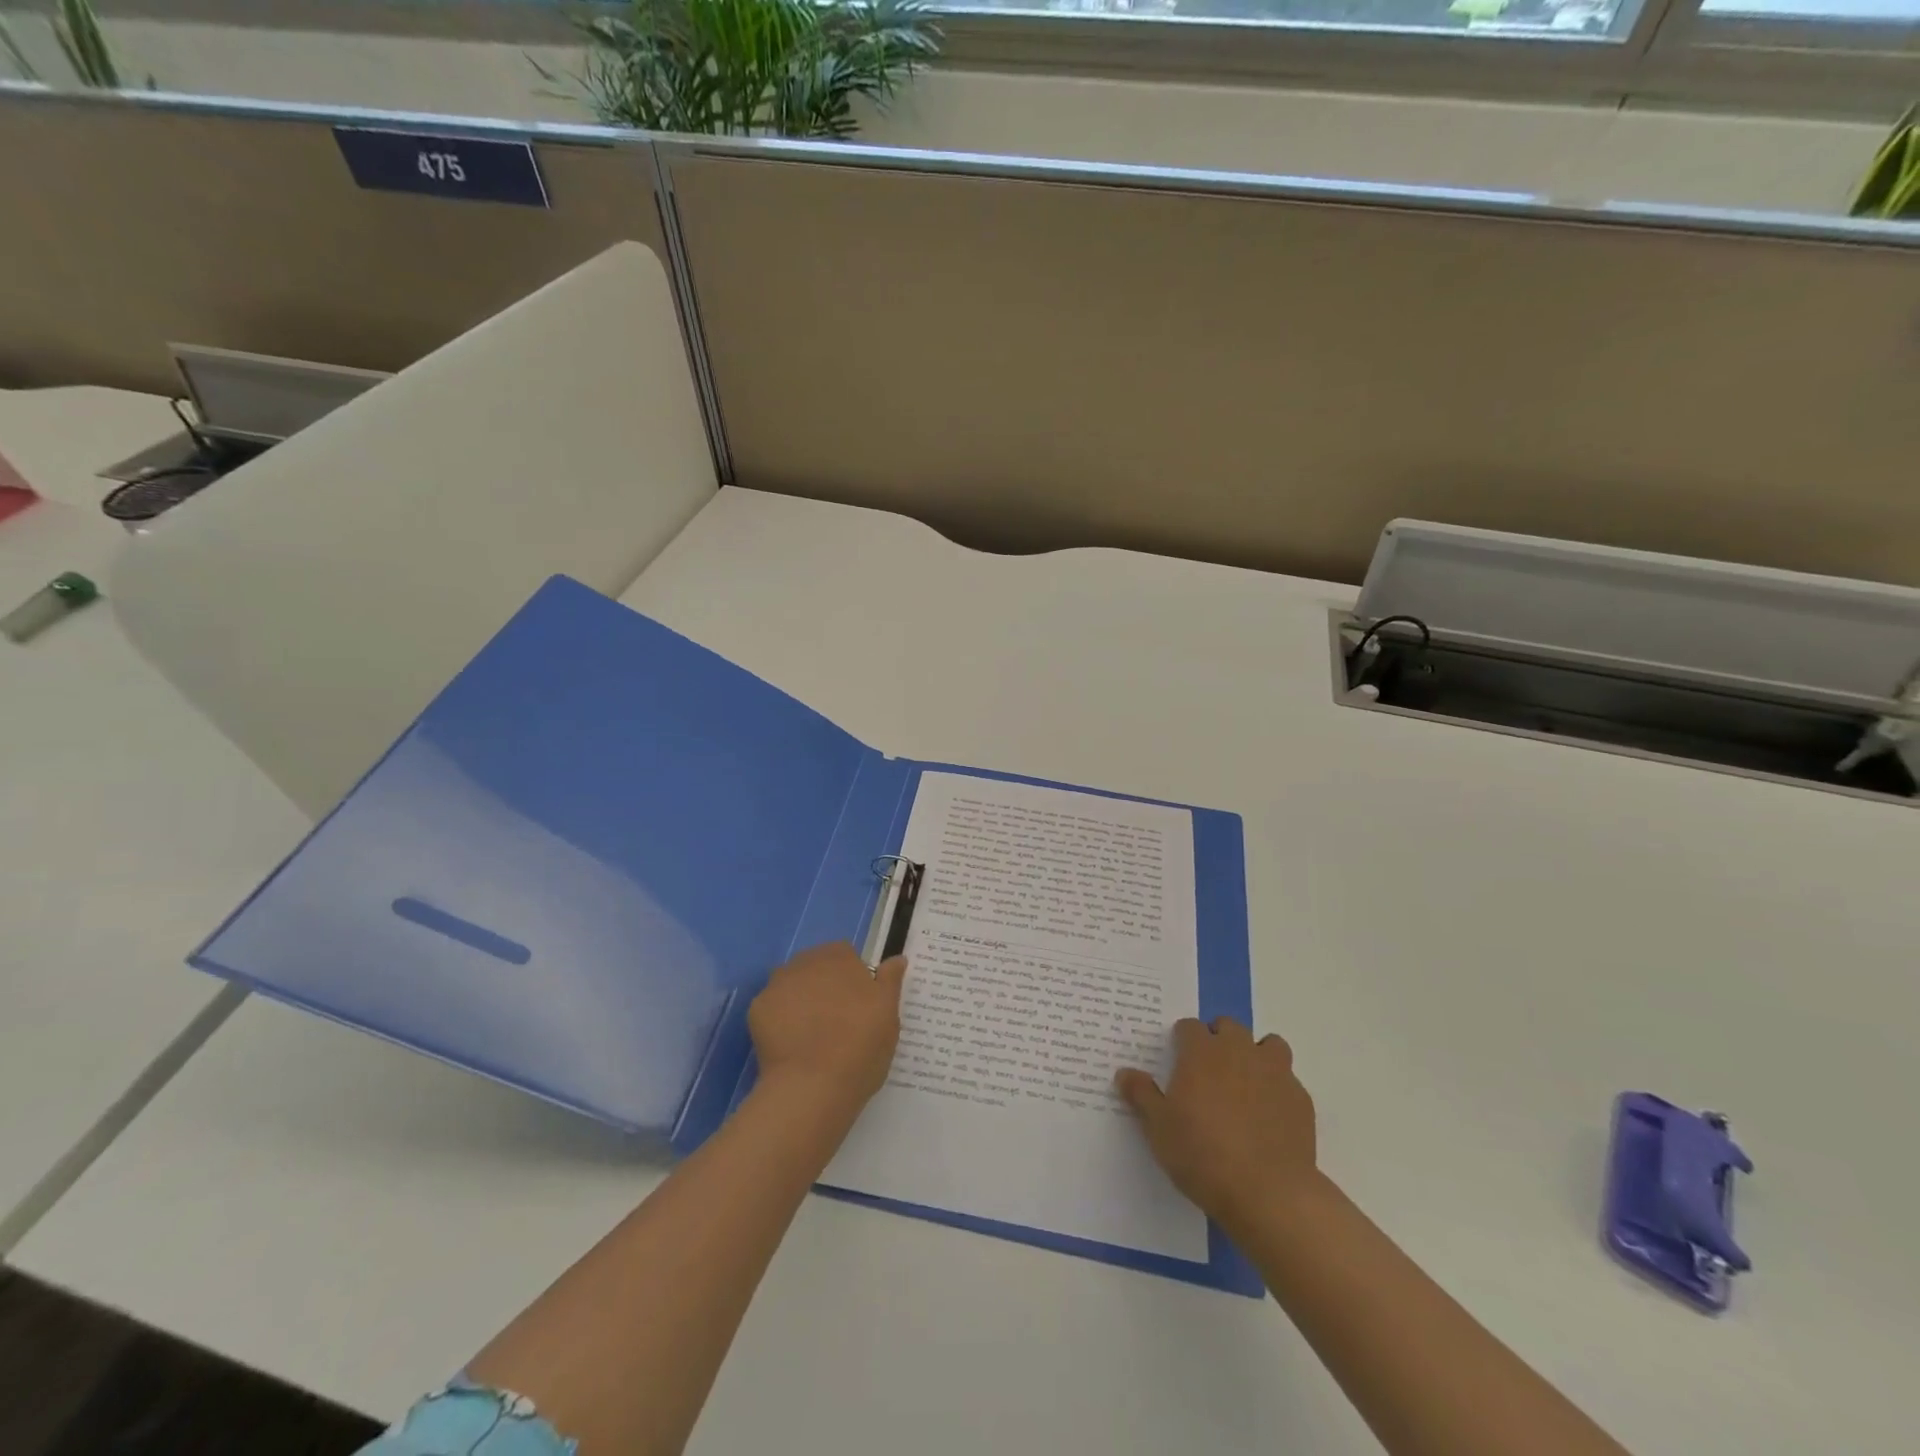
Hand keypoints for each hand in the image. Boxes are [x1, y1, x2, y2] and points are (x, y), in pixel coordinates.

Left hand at [748, 942, 905, 1120]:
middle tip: (836, 1021)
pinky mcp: (756, 1009)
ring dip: (801, 1000)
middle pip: (816, 967)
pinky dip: (780, 1021)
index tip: (859, 1005)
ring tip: (811, 1035)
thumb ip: (890, 980)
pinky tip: (790, 1044)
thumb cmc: (861, 1046)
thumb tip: (897, 958)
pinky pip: (772, 1009)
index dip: (852, 978)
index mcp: (840, 957)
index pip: (846, 955)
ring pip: (792, 986)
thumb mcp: (889, 1014)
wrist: (813, 1085)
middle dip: (824, 986)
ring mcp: (777, 984)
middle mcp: (806, 961)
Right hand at [1116, 1017, 1320, 1229]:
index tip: (1178, 1060)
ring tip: (1245, 1084)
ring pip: (1268, 1044)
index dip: (1182, 1040)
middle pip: (1229, 1026)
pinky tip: (1269, 1115)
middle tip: (1209, 1071)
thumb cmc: (1202, 1155)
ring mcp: (1274, 1072)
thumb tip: (1125, 1073)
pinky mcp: (1300, 1098)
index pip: (1189, 1027)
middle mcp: (1238, 1051)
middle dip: (1219, 1039)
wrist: (1268, 1193)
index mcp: (1201, 1052)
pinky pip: (1288, 1079)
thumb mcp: (1159, 1128)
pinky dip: (1277, 1088)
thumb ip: (1142, 1095)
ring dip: (1256, 1055)